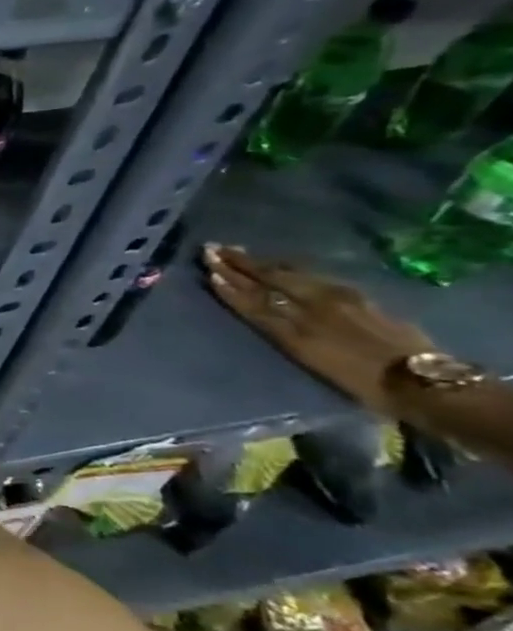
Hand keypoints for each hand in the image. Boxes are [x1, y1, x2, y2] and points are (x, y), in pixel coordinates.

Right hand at [201, 244, 430, 415]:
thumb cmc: (361, 382)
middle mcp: (313, 306)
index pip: (255, 300)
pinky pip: (315, 276)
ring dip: (262, 263)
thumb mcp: (312, 359)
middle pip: (270, 281)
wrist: (421, 382)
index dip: (231, 285)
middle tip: (214, 248)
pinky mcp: (359, 298)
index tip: (209, 269)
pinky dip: (291, 268)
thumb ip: (282, 331)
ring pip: (292, 275)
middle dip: (240, 265)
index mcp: (297, 326)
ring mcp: (339, 299)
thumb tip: (258, 308)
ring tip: (240, 252)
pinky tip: (283, 264)